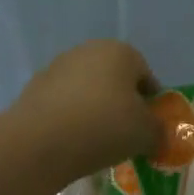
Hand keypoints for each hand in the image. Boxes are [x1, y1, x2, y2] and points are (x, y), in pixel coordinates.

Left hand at [3, 41, 164, 191]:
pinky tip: (71, 143)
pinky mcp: (33, 89)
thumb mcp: (146, 133)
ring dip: (94, 111)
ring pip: (87, 91)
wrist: (38, 143)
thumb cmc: (104, 126)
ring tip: (96, 143)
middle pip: (115, 80)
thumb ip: (160, 131)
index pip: (146, 76)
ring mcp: (57, 68)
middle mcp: (89, 51)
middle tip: (124, 135)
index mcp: (121, 51)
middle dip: (121, 104)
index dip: (151, 103)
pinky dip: (70, 119)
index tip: (149, 128)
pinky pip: (63, 105)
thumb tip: (160, 135)